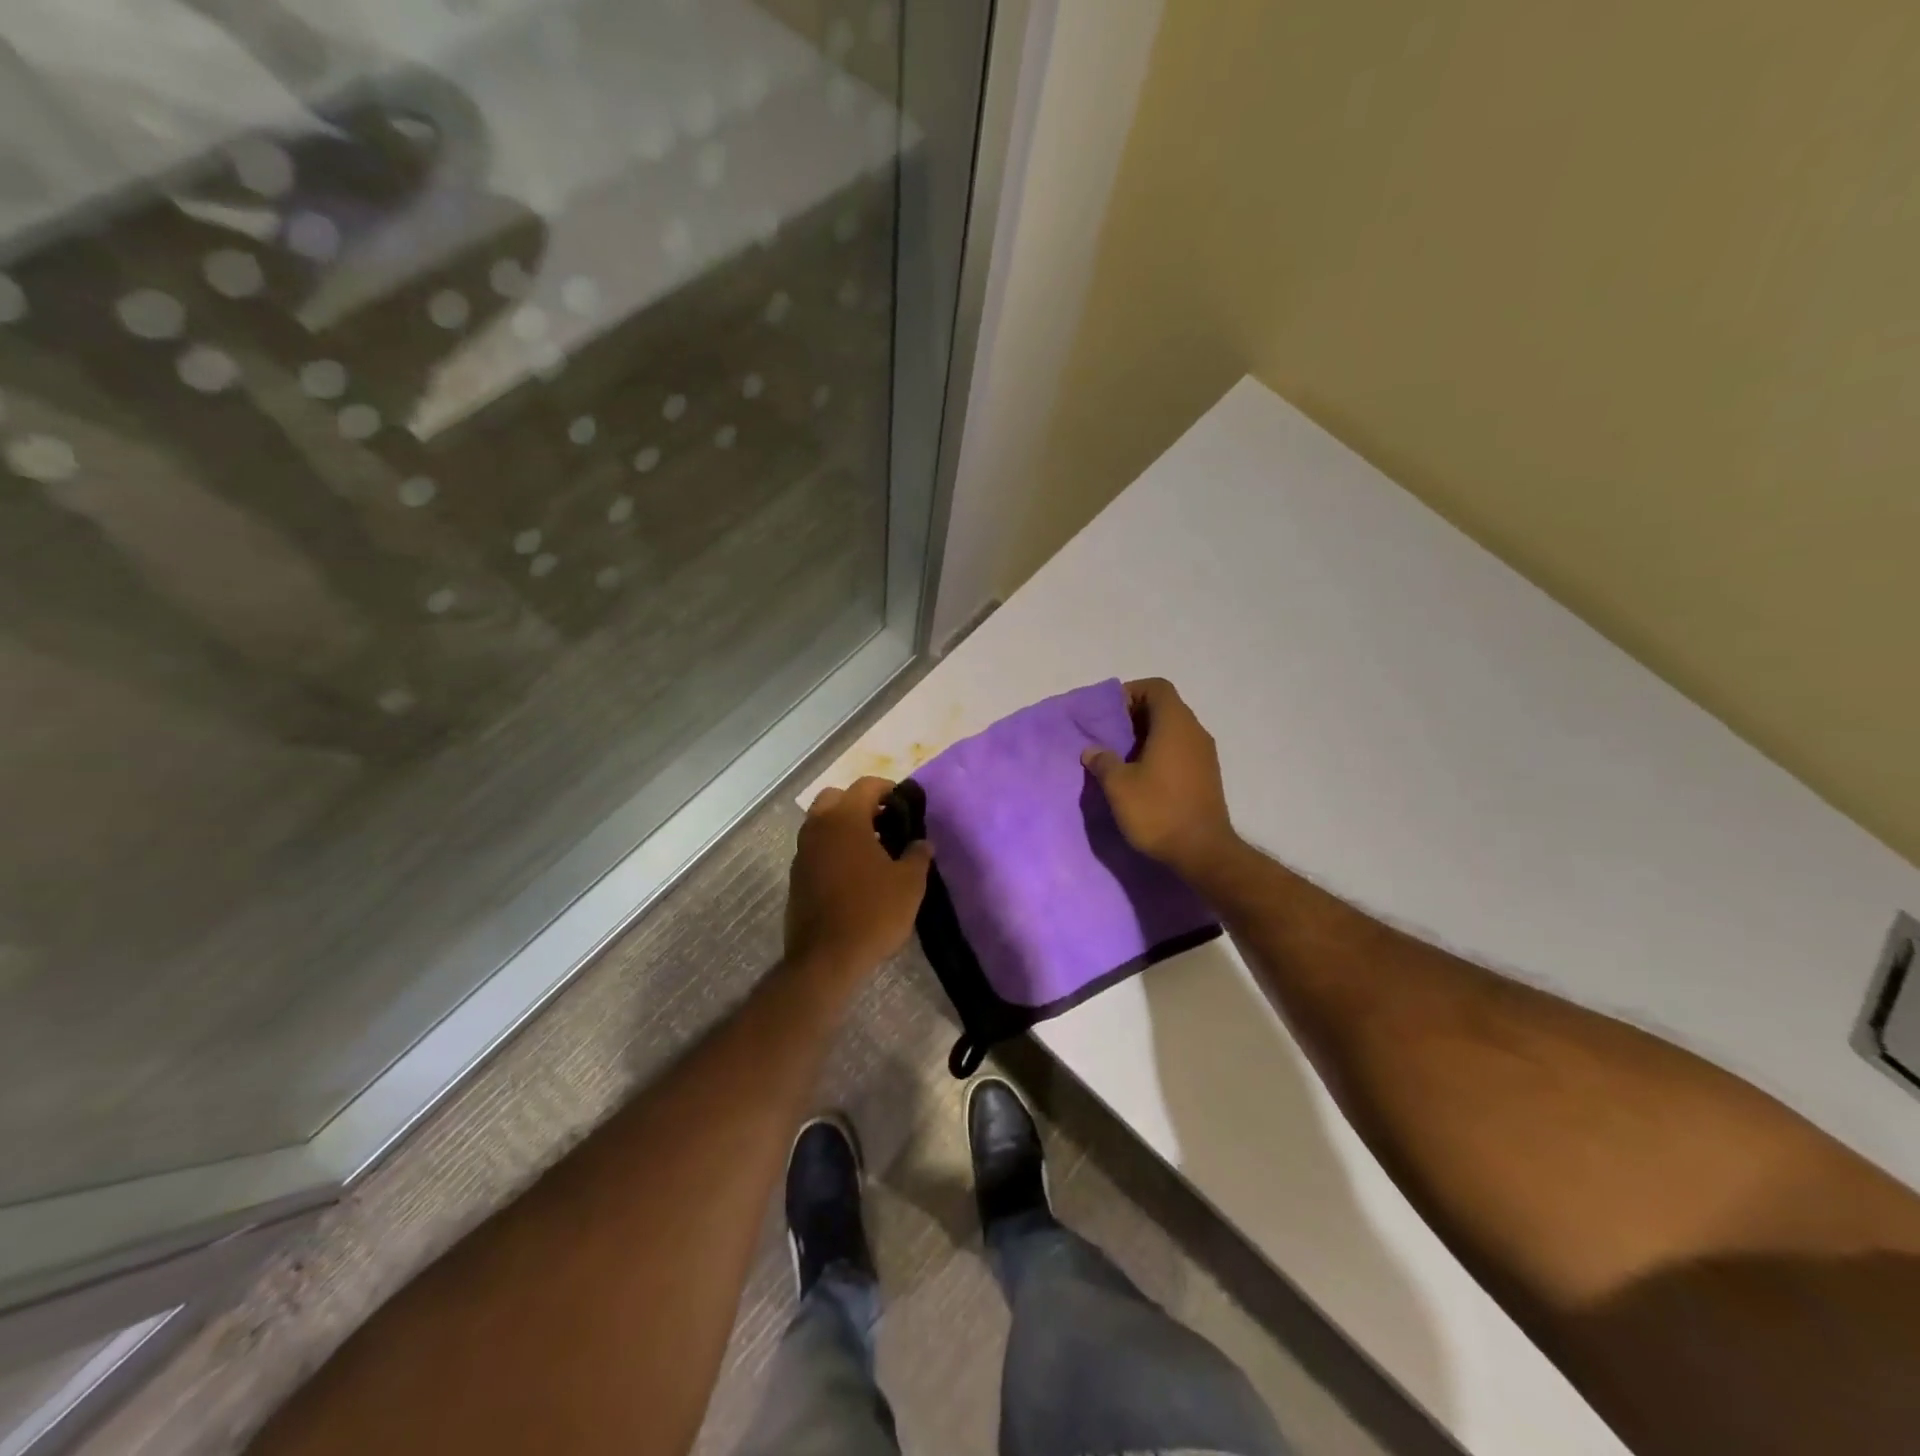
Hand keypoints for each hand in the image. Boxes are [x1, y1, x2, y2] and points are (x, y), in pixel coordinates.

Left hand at [785, 776, 932, 975]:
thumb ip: (917, 855)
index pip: (866, 785)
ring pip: (822, 823)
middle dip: (859, 804)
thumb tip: (922, 843)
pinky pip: (816, 849)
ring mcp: (802, 852)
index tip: (905, 805)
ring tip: (872, 850)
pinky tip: (854, 873)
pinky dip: (833, 849)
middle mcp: (818, 828)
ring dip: (844, 827)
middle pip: (835, 797)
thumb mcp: (909, 884)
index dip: (888, 789)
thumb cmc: (873, 913)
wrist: (826, 959)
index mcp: (845, 819)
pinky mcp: (796, 877)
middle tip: (884, 823)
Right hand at [1083, 678, 1239, 877]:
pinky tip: (1141, 777)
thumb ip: (1103, 761)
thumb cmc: (1158, 811)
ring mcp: (1205, 755)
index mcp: (1175, 725)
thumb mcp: (1119, 786)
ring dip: (1146, 737)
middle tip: (1109, 737)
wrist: (1202, 852)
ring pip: (1173, 730)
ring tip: (1121, 759)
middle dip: (1135, 716)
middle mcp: (1195, 732)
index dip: (1131, 693)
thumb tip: (1092, 750)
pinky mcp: (1207, 775)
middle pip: (1165, 707)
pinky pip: (1181, 750)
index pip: (1156, 688)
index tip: (1109, 715)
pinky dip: (1160, 753)